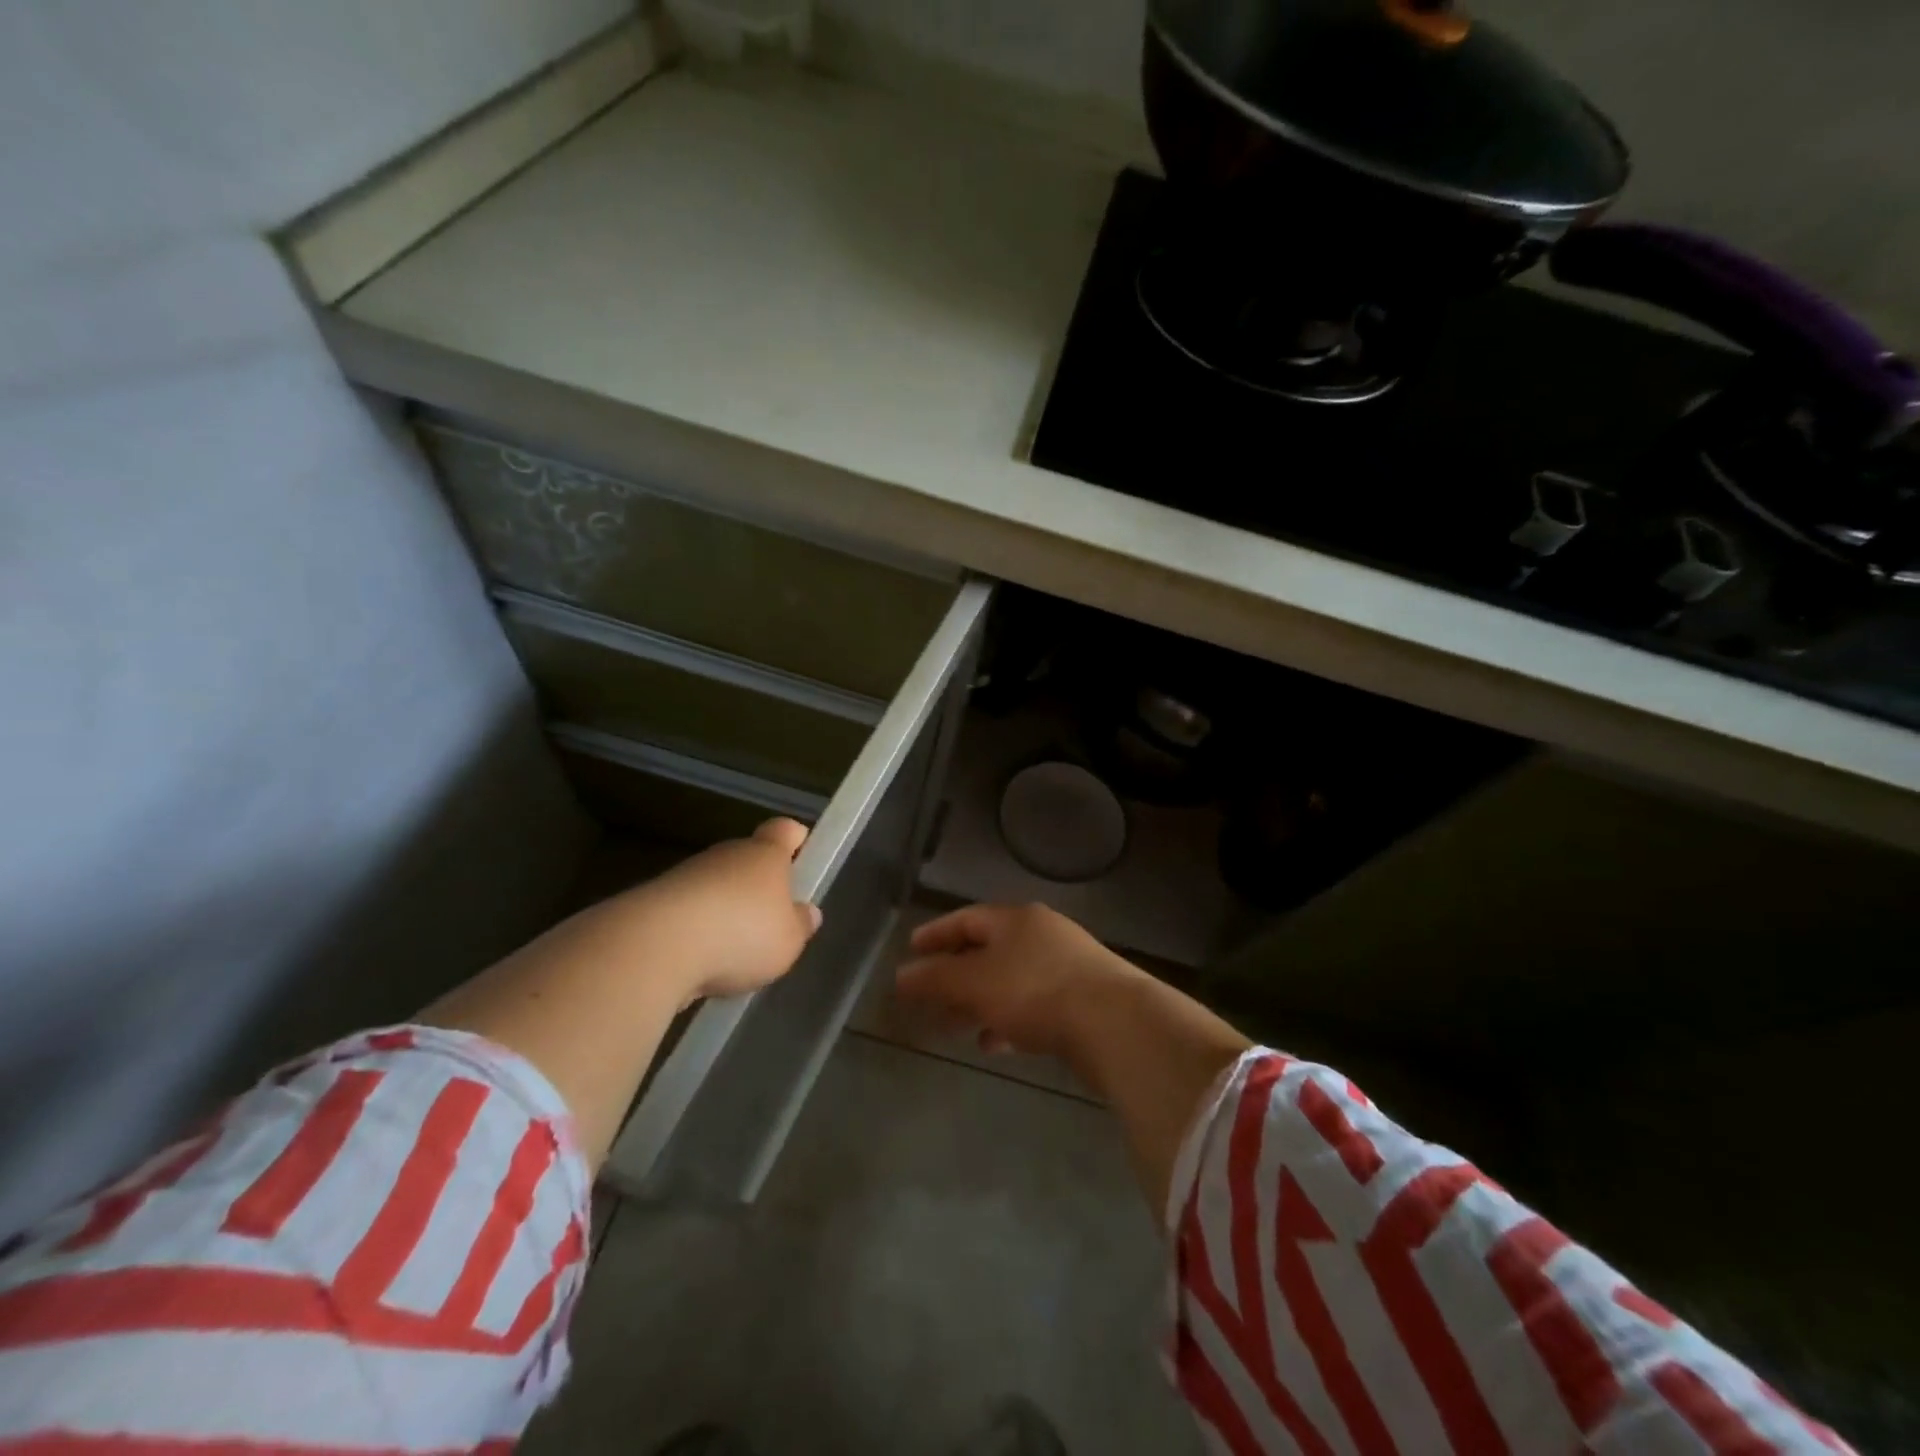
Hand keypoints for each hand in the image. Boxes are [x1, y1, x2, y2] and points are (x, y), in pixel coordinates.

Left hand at [630, 818, 821, 1002]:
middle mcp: (726, 855)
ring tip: (735, 953)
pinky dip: (696, 933)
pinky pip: (688, 913)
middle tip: (771, 920)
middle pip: (748, 860)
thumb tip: (807, 912)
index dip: (795, 839)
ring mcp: (687, 876)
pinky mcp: (655, 903)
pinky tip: (701, 965)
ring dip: (725, 911)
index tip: (802, 853)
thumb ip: (799, 925)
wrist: (655, 946)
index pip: (784, 831)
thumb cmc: (741, 933)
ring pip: (715, 887)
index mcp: (765, 854)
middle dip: (758, 886)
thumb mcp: (788, 940)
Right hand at [895, 903, 1144, 1060]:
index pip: (967, 918)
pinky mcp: (1083, 1000)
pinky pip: (1033, 1005)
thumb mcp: (975, 983)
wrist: (1114, 1022)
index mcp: (1016, 919)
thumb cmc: (1035, 991)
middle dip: (955, 975)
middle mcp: (1042, 935)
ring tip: (955, 1028)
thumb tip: (901, 975)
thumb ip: (935, 979)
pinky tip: (994, 1043)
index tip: (911, 950)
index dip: (936, 934)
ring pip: (1010, 981)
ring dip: (980, 1002)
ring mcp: (1067, 966)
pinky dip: (1008, 1020)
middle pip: (988, 950)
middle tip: (928, 997)